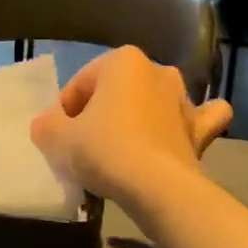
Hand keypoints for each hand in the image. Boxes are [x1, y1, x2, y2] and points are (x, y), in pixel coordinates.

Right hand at [29, 47, 231, 216]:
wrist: (158, 188)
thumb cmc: (105, 150)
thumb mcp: (58, 138)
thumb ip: (46, 125)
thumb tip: (47, 124)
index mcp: (123, 60)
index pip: (81, 83)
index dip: (65, 111)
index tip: (60, 138)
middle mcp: (157, 70)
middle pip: (117, 91)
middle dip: (103, 111)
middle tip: (87, 146)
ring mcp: (183, 98)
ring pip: (157, 99)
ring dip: (144, 114)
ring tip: (126, 146)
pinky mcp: (200, 128)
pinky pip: (200, 118)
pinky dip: (192, 122)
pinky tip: (182, 132)